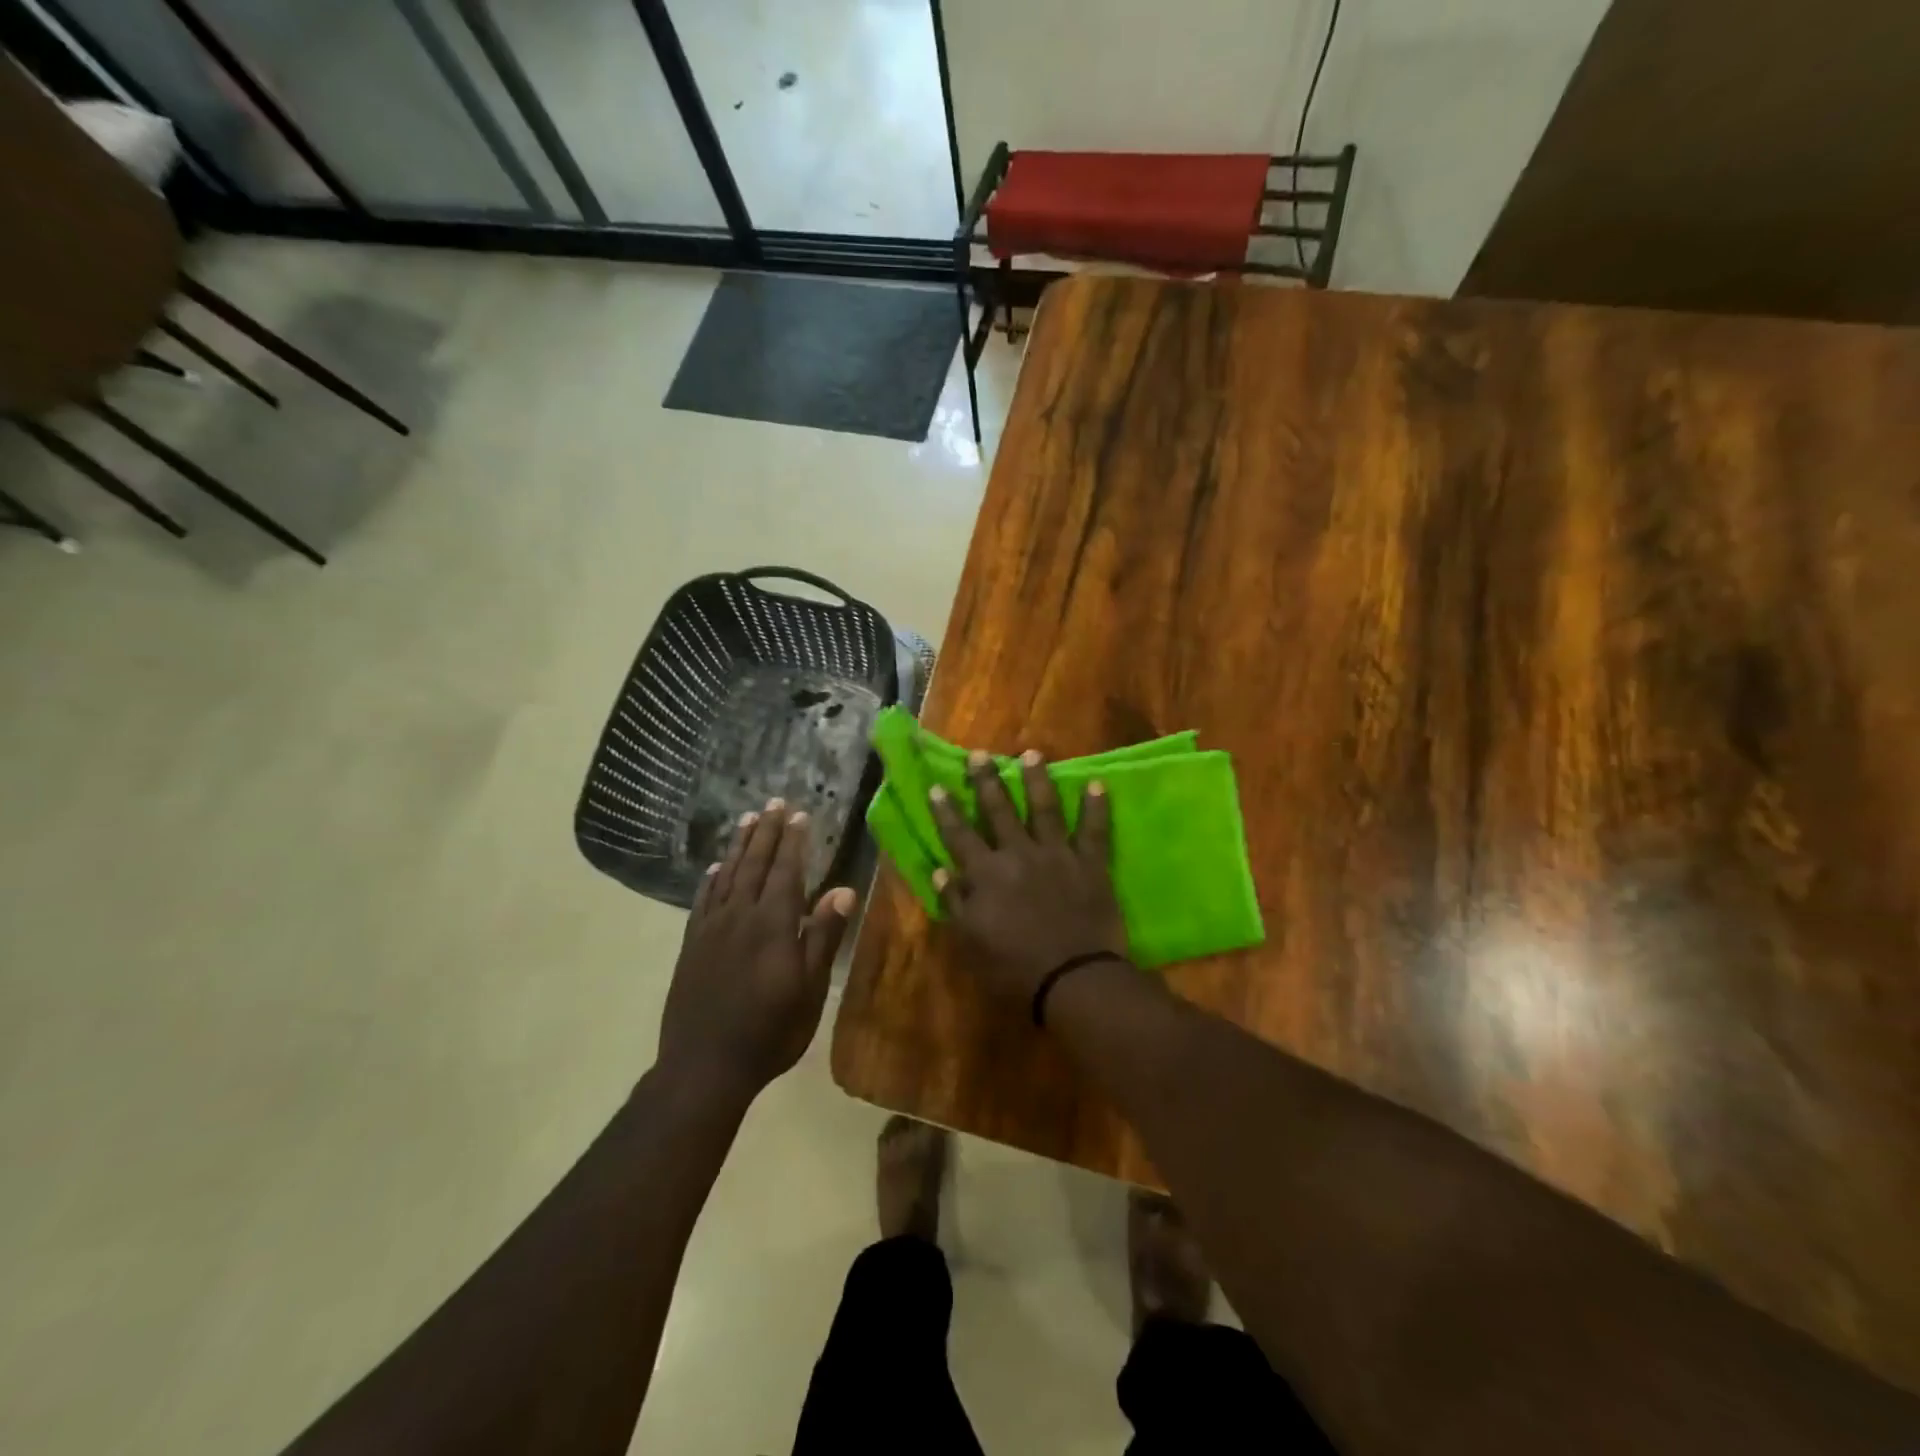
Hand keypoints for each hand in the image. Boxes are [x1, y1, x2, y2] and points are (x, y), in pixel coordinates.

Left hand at [658, 801, 856, 1103]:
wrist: (704, 1066)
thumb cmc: (769, 1031)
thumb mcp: (809, 990)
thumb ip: (823, 937)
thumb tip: (844, 890)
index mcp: (773, 925)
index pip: (786, 871)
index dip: (793, 841)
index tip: (800, 814)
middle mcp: (740, 916)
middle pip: (755, 864)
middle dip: (767, 832)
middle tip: (774, 802)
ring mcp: (712, 928)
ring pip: (727, 875)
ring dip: (739, 845)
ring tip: (748, 819)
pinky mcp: (692, 944)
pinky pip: (703, 899)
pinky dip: (711, 878)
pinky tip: (716, 867)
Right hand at [927, 750, 1127, 1002]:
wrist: (1073, 978)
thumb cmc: (1014, 968)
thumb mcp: (971, 942)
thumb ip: (955, 903)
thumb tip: (941, 869)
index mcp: (986, 874)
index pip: (960, 836)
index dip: (947, 811)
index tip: (937, 786)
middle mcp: (1018, 854)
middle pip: (999, 811)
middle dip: (987, 781)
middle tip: (980, 754)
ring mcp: (1057, 855)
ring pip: (1045, 809)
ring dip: (1037, 780)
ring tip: (1032, 753)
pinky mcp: (1090, 864)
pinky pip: (1095, 830)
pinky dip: (1097, 807)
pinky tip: (1097, 783)